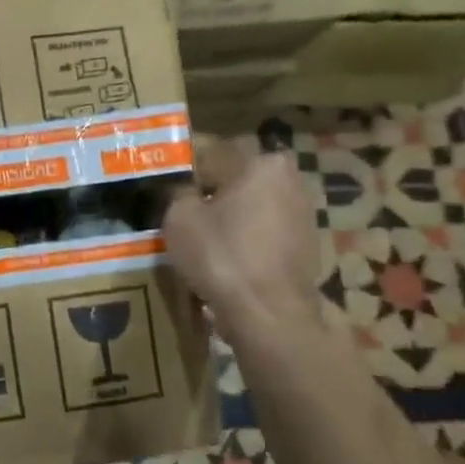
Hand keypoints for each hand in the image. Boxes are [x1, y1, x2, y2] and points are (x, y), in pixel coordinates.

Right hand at [163, 138, 321, 331]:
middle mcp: (288, 178)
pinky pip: (262, 226)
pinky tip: (221, 250)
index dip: (180, 165)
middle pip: (234, 175)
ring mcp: (302, 210)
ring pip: (250, 201)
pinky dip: (243, 232)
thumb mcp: (179, 217)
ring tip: (196, 229)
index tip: (159, 179)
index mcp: (259, 162)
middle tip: (175, 204)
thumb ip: (177, 192)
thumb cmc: (221, 256)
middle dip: (206, 186)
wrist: (268, 313)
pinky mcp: (305, 241)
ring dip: (226, 210)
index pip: (209, 150)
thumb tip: (179, 187)